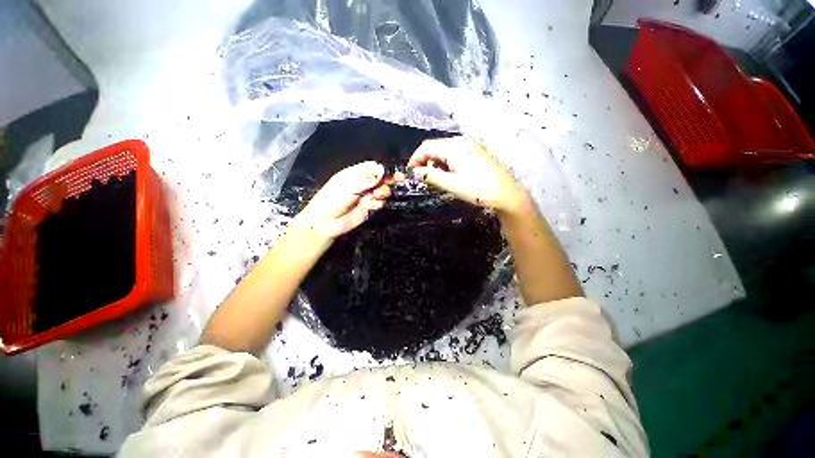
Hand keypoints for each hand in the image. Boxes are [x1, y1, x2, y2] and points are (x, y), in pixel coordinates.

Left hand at [293, 161, 391, 240]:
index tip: (395, 173)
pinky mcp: (369, 208)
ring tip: (374, 196)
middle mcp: (363, 184)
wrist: (326, 223)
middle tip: (391, 184)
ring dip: (382, 194)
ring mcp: (367, 196)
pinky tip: (368, 206)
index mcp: (356, 173)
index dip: (385, 170)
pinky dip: (376, 204)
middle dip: (387, 182)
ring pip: (383, 192)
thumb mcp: (349, 185)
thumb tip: (382, 169)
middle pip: (382, 179)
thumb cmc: (332, 199)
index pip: (374, 168)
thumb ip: (367, 177)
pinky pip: (380, 203)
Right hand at [407, 136, 527, 213]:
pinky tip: (449, 174)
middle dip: (425, 161)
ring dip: (436, 163)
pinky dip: (446, 163)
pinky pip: (454, 153)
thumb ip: (430, 176)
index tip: (410, 173)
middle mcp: (461, 141)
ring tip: (435, 179)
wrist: (506, 194)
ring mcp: (470, 145)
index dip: (415, 159)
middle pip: (435, 147)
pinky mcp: (476, 152)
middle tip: (422, 178)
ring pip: (445, 151)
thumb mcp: (451, 184)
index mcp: (454, 146)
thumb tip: (414, 172)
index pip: (426, 147)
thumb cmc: (478, 189)